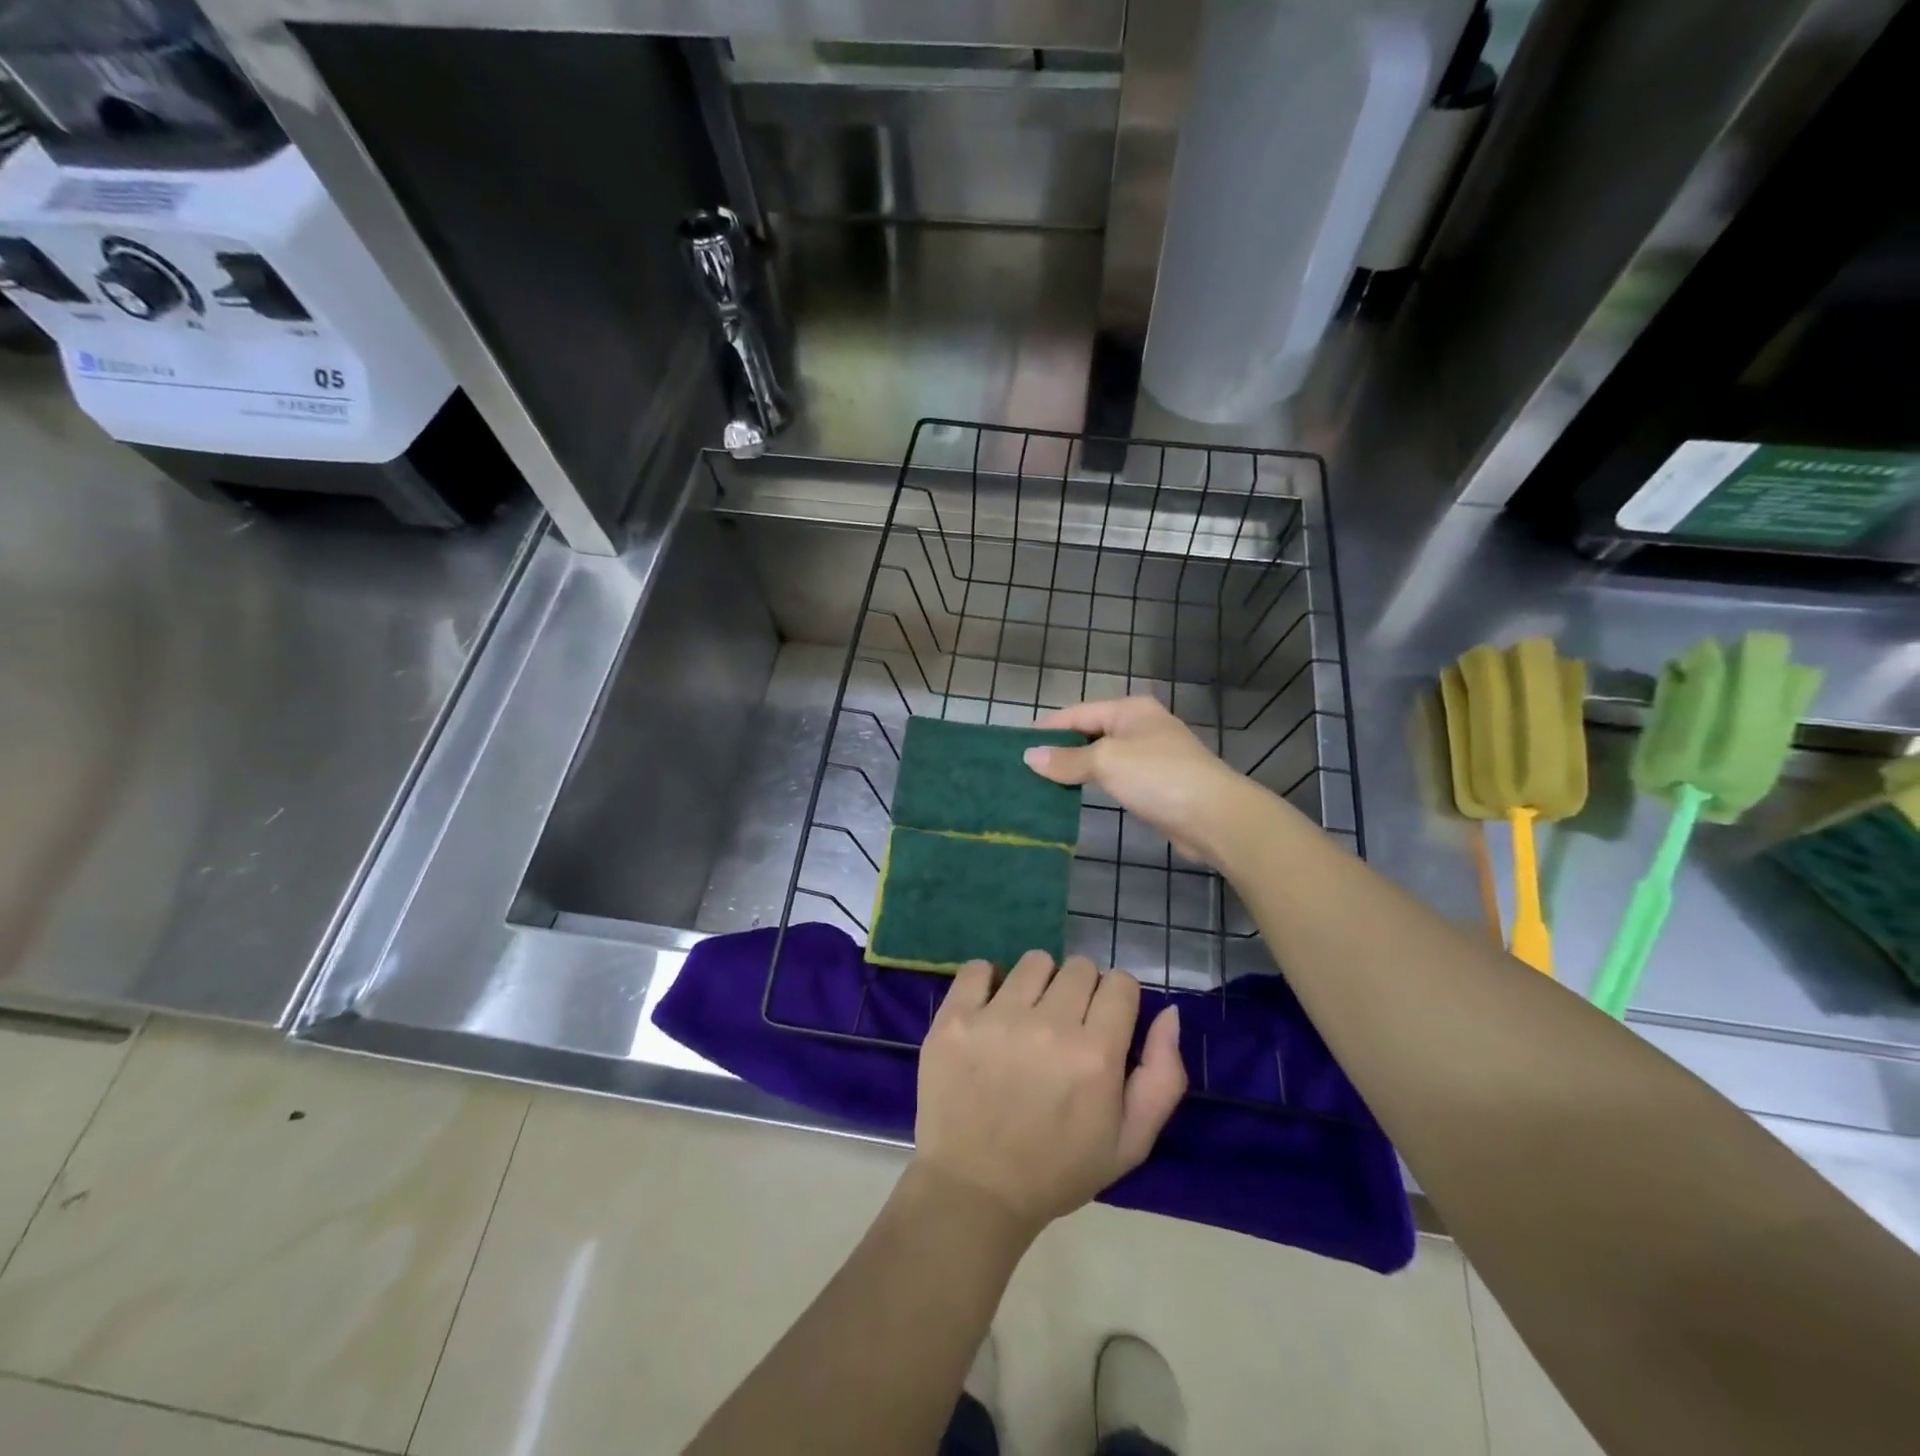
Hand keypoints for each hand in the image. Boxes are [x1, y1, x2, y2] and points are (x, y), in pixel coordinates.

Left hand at [913, 952, 1186, 1235]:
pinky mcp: (955, 1017)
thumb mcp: (1130, 1143)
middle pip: (1080, 967)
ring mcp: (997, 1017)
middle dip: (1081, 991)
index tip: (1104, 1024)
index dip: (1117, 1001)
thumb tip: (1169, 1012)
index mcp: (1096, 1054)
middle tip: (1065, 1026)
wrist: (974, 1191)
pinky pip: (979, 967)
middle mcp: (1049, 1025)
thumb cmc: (1057, 1170)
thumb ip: (1163, 1076)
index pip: (1121, 983)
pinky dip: (988, 981)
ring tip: (1026, 1018)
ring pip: (1035, 961)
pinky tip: (990, 1010)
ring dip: (1038, 984)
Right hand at [1023, 697, 1253, 864]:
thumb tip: (1029, 756)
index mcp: (1130, 709)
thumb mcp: (1107, 762)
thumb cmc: (1159, 777)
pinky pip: (1116, 777)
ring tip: (1042, 783)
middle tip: (1025, 769)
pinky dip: (1095, 783)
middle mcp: (1141, 725)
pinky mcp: (1157, 783)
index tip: (1016, 747)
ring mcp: (1151, 755)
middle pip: (1090, 732)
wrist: (1216, 817)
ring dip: (1076, 768)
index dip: (1046, 729)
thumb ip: (1067, 759)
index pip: (1077, 713)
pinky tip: (1076, 796)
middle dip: (1059, 749)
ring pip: (1102, 756)